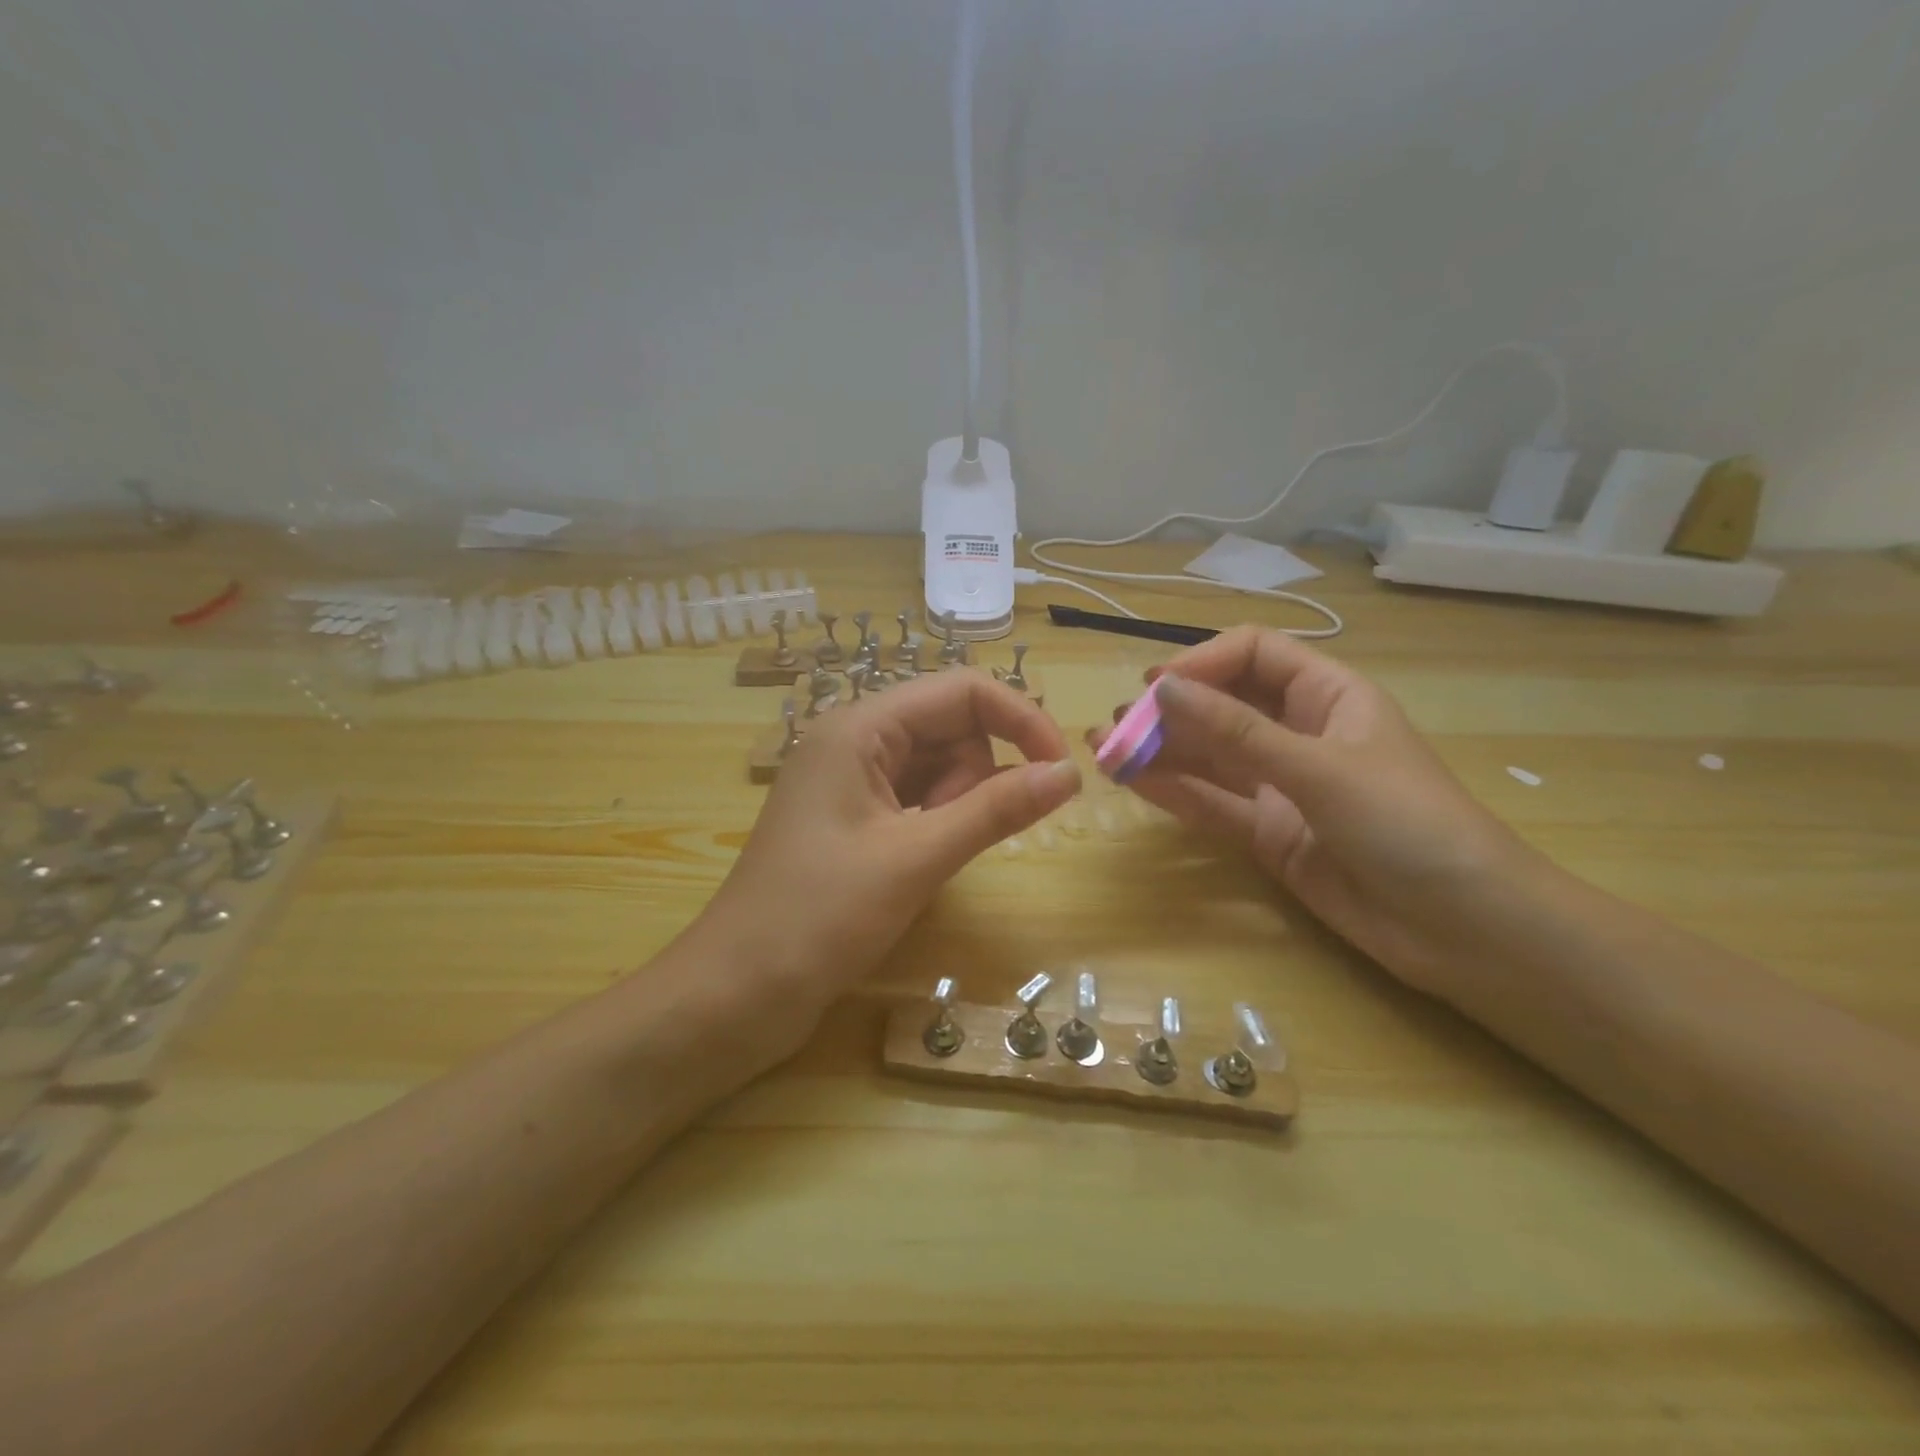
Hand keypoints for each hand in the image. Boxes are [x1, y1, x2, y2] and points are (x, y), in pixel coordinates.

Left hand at [704, 669, 1079, 1029]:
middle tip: (961, 835)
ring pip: (937, 764)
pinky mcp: (852, 818)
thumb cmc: (820, 918)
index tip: (1061, 770)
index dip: (1019, 719)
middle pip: (950, 725)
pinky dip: (937, 820)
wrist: (737, 993)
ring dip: (957, 802)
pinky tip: (927, 859)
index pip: (961, 690)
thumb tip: (1068, 773)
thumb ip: (995, 809)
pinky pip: (916, 797)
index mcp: (859, 727)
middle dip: (978, 772)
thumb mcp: (916, 858)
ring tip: (929, 857)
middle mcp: (853, 740)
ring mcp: (850, 780)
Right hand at [1092, 627, 1540, 993]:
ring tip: (1106, 749)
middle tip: (1116, 724)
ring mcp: (1282, 786)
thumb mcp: (1320, 769)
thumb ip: (1238, 732)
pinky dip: (1175, 792)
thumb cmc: (1408, 825)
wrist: (1464, 930)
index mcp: (1329, 696)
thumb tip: (1162, 689)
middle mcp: (1300, 733)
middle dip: (1170, 710)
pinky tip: (1133, 782)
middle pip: (1224, 706)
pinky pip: (1214, 803)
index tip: (1155, 687)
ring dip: (1161, 751)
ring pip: (1210, 757)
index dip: (1203, 663)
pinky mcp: (1269, 833)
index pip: (1254, 656)